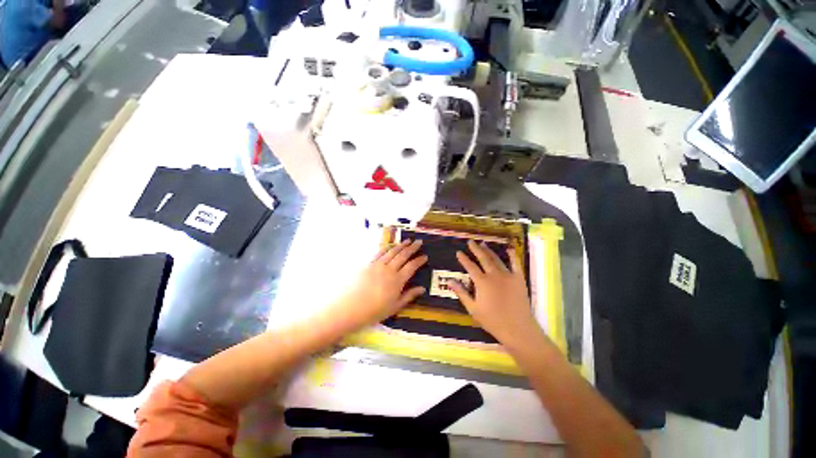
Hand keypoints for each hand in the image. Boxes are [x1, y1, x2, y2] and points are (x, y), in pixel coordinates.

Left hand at [332, 239, 427, 330]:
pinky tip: (390, 245)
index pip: (412, 266)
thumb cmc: (374, 311)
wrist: (349, 308)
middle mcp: (389, 269)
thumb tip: (422, 289)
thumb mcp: (394, 307)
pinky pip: (379, 252)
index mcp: (397, 280)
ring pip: (392, 252)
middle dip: (412, 248)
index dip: (419, 260)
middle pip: (403, 255)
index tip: (425, 256)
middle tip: (419, 242)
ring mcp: (378, 265)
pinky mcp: (368, 264)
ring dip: (401, 245)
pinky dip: (386, 247)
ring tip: (407, 240)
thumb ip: (409, 296)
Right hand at [450, 240, 541, 349]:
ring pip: (496, 259)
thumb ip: (461, 293)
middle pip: (483, 258)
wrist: (517, 328)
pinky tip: (509, 249)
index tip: (459, 252)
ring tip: (483, 243)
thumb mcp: (472, 308)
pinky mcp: (519, 279)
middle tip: (471, 242)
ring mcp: (508, 275)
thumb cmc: (492, 320)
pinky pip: (516, 264)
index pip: (470, 266)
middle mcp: (494, 275)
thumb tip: (449, 281)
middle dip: (476, 249)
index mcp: (482, 282)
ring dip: (489, 251)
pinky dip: (512, 256)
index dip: (464, 259)